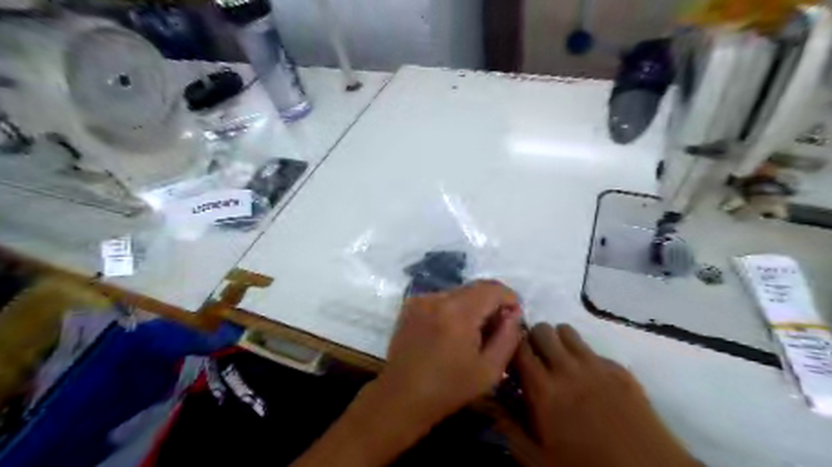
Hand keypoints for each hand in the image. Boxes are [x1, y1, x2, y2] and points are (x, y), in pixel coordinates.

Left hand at [376, 279, 522, 424]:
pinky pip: (441, 298)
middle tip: (495, 326)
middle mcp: (438, 298)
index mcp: (458, 312)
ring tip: (472, 332)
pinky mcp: (410, 305)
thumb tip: (514, 313)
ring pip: (458, 292)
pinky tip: (451, 331)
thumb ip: (508, 337)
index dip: (509, 297)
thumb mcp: (489, 370)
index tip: (514, 315)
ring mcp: (421, 299)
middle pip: (475, 288)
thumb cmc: (449, 388)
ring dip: (471, 305)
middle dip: (491, 302)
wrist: (402, 396)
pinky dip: (452, 308)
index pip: (492, 288)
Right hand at [500, 324, 700, 465]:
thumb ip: (505, 424)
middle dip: (533, 340)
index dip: (510, 346)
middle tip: (533, 361)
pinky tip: (587, 379)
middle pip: (543, 330)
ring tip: (558, 364)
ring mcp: (596, 365)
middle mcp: (568, 368)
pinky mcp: (619, 370)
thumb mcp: (536, 457)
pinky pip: (592, 348)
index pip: (519, 345)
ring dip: (557, 342)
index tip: (509, 358)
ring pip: (567, 331)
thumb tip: (480, 397)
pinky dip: (582, 355)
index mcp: (544, 388)